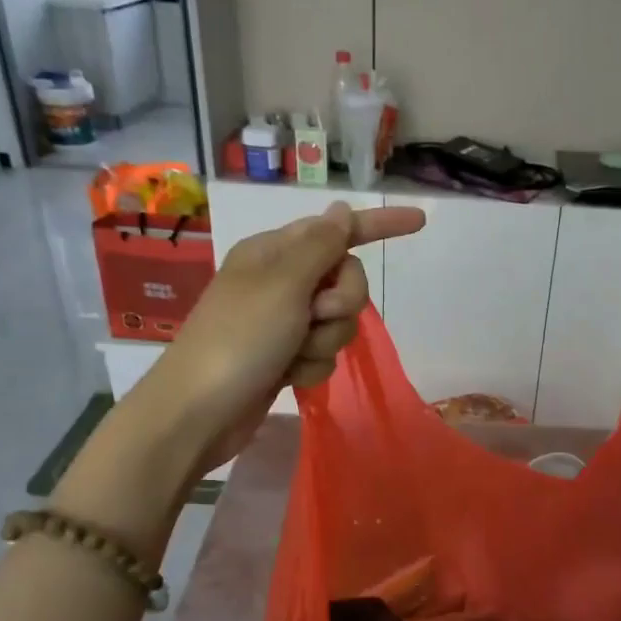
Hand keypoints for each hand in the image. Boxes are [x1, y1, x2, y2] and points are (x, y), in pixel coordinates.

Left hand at [147, 201, 425, 470]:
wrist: (200, 411)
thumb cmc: (239, 339)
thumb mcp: (283, 284)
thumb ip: (321, 246)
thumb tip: (340, 210)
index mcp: (276, 252)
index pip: (339, 230)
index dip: (379, 225)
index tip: (420, 222)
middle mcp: (282, 282)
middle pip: (347, 281)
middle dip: (342, 304)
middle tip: (314, 316)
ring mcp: (285, 322)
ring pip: (340, 322)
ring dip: (325, 341)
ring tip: (293, 354)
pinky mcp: (287, 356)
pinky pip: (325, 353)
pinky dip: (312, 367)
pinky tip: (289, 376)